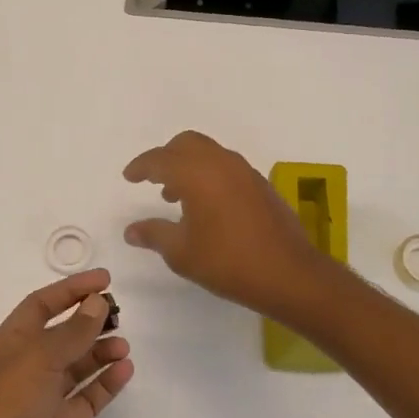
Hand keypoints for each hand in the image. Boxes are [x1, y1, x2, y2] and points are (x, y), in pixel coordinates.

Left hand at [0, 270, 132, 417]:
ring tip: (124, 346)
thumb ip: (72, 331)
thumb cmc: (8, 409)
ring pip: (77, 365)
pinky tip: (124, 370)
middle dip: (89, 321)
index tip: (105, 279)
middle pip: (62, 334)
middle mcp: (26, 367)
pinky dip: (106, 382)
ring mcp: (44, 398)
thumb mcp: (38, 360)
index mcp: (10, 345)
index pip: (41, 305)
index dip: (71, 290)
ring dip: (100, 351)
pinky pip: (88, 396)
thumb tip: (97, 302)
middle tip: (119, 313)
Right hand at [122, 130, 343, 319]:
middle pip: (186, 144)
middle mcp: (220, 163)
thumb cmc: (228, 262)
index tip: (129, 177)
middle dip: (166, 157)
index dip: (141, 166)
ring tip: (176, 197)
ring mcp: (244, 172)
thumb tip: (131, 230)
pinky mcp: (260, 184)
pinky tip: (207, 205)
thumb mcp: (182, 253)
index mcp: (196, 173)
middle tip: (153, 179)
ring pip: (209, 153)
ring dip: (189, 165)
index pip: (160, 159)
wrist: (288, 273)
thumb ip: (154, 234)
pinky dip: (209, 174)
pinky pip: (226, 166)